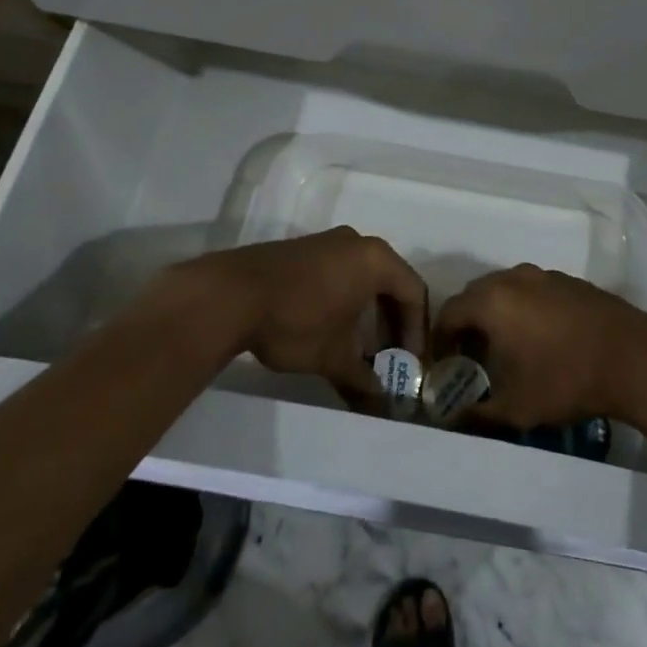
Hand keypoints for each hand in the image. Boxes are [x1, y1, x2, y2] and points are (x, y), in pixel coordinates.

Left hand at [170, 228, 428, 404]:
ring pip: (363, 277)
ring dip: (368, 313)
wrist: (230, 295)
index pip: (414, 291)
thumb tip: (382, 404)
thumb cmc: (297, 321)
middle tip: (390, 356)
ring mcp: (327, 242)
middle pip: (390, 282)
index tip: (412, 362)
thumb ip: (363, 379)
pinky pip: (339, 273)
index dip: (417, 330)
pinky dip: (345, 300)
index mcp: (376, 259)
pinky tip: (331, 329)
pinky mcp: (303, 250)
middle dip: (392, 322)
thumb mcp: (334, 357)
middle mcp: (357, 242)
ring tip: (360, 349)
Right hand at [433, 264, 646, 427]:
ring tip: (506, 349)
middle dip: (467, 325)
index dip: (441, 340)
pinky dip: (525, 309)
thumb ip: (477, 414)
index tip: (444, 366)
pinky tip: (541, 340)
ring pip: (507, 290)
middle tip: (471, 358)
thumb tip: (453, 420)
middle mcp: (515, 278)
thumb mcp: (515, 408)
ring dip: (497, 315)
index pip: (449, 312)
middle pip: (476, 295)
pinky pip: (534, 291)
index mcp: (492, 300)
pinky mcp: (571, 282)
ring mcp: (546, 276)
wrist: (633, 359)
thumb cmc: (565, 379)